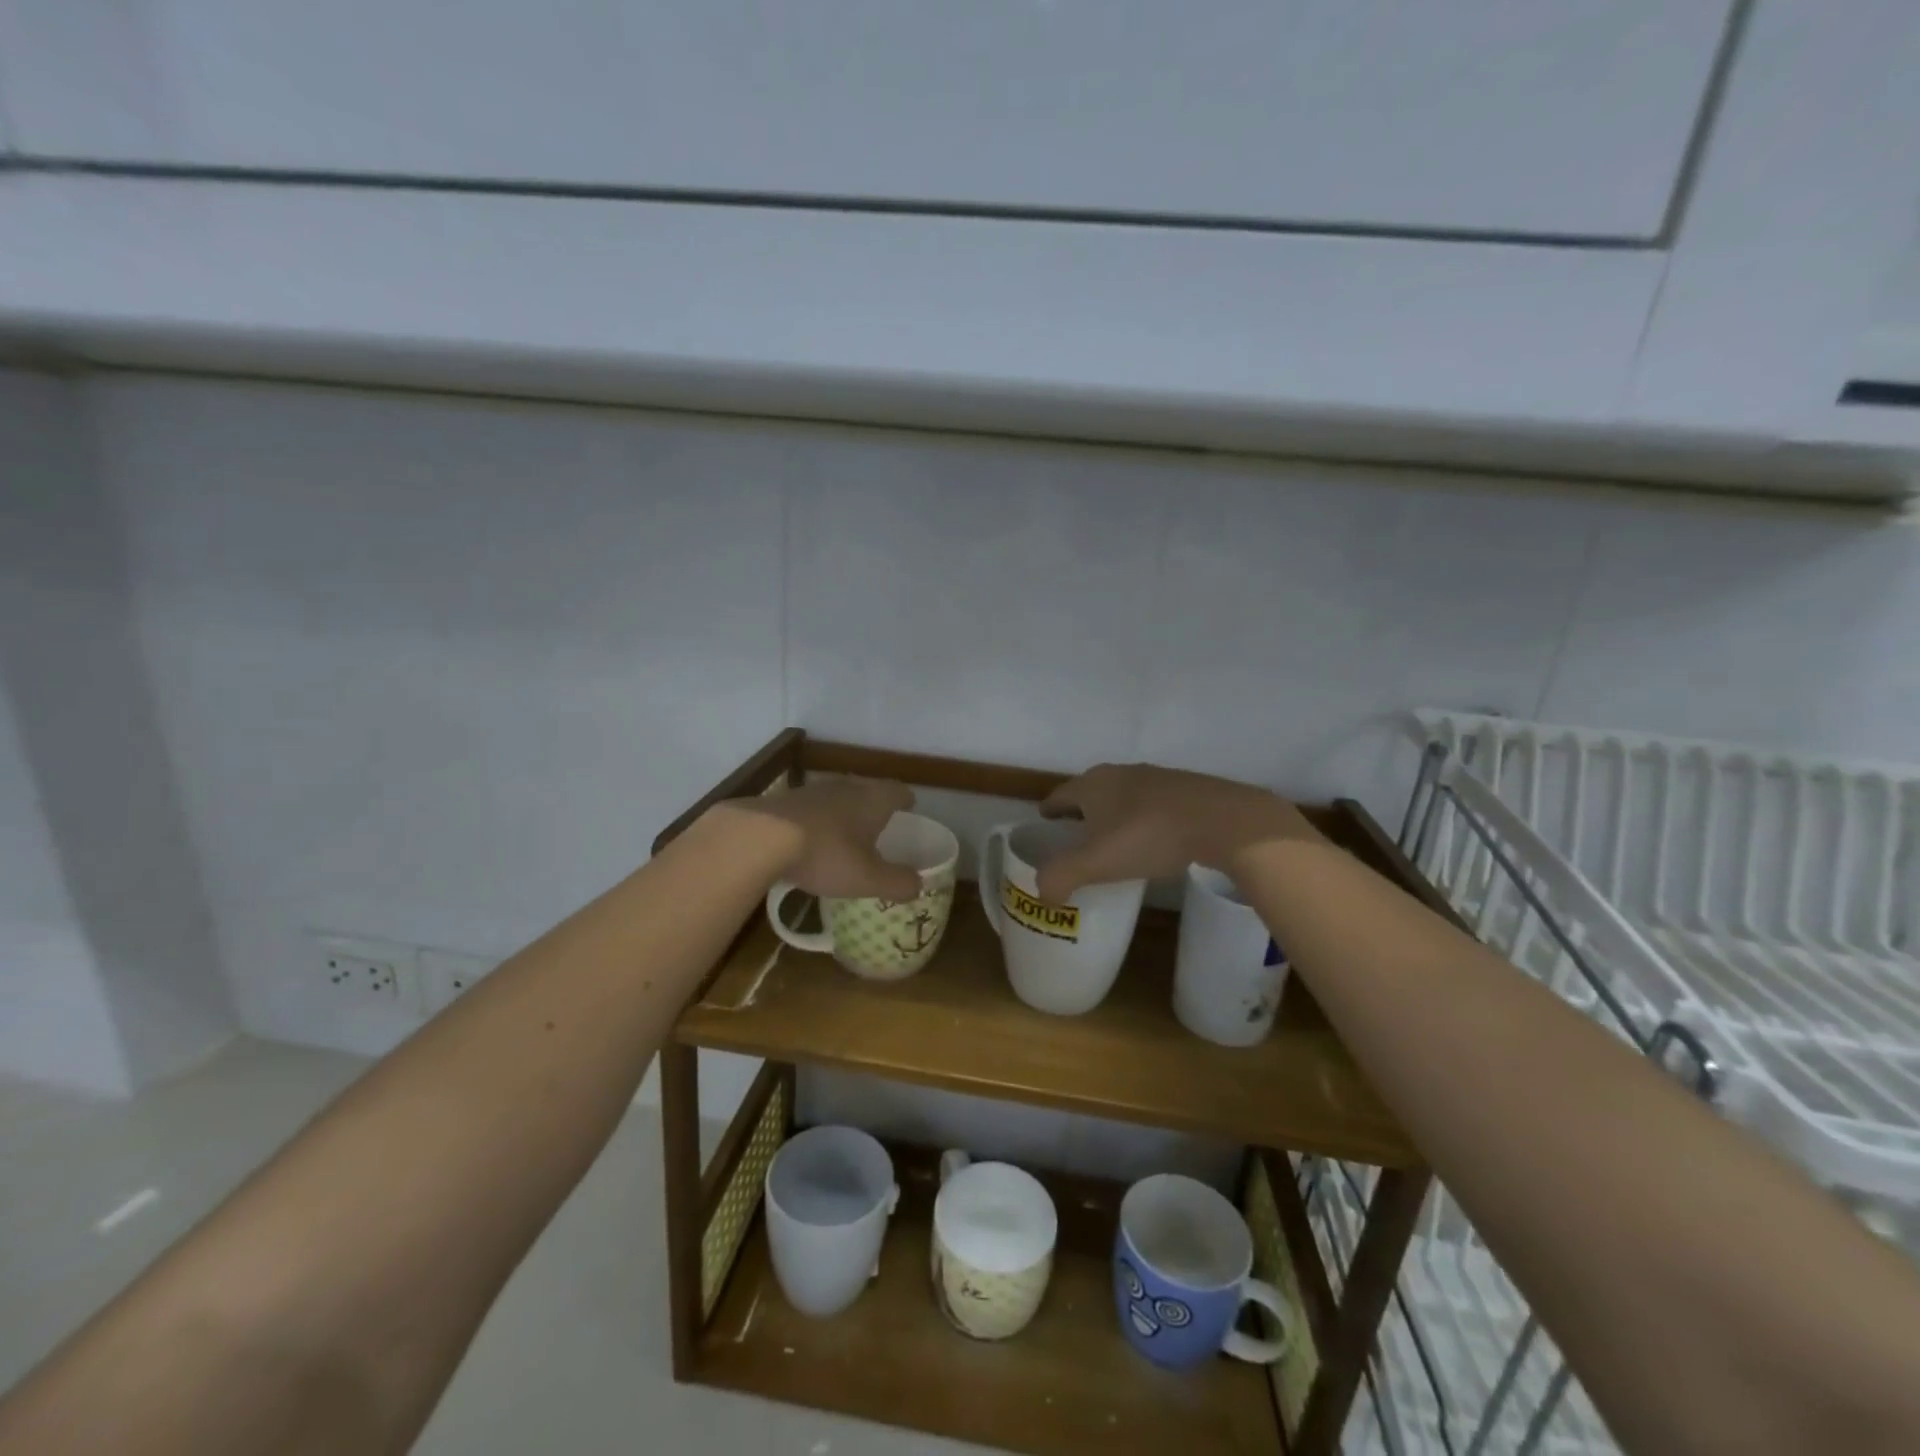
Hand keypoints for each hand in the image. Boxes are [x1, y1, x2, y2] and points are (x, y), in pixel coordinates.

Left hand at [720, 779, 921, 900]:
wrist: (761, 837)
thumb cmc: (826, 854)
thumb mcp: (867, 878)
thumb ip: (897, 883)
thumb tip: (918, 885)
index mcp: (873, 800)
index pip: (898, 792)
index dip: (906, 800)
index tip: (909, 807)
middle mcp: (846, 787)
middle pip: (867, 789)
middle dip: (875, 804)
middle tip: (880, 822)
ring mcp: (813, 790)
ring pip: (838, 796)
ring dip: (844, 810)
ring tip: (846, 830)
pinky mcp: (786, 800)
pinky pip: (811, 807)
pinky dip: (818, 819)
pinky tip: (811, 837)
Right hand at [1034, 763, 1320, 902]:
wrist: (1221, 820)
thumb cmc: (1148, 836)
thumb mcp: (1096, 862)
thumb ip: (1062, 877)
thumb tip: (1042, 892)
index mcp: (1093, 785)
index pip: (1060, 794)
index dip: (1050, 809)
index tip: (1044, 820)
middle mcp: (1121, 773)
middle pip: (1091, 790)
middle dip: (1081, 809)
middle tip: (1074, 832)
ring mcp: (1156, 777)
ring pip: (1123, 794)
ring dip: (1113, 812)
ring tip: (1113, 837)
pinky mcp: (1186, 788)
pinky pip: (1152, 803)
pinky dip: (1142, 817)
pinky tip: (1152, 837)